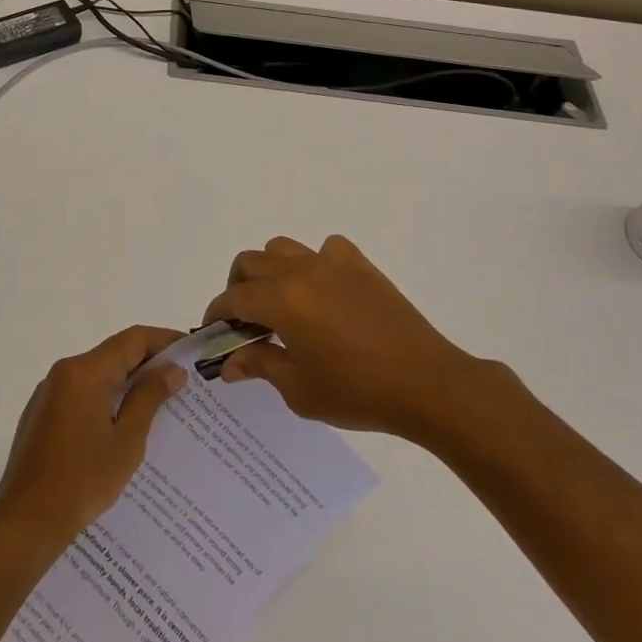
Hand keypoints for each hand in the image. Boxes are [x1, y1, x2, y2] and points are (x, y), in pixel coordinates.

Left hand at [0, 325, 186, 547]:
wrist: (26, 519)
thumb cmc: (82, 480)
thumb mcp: (126, 440)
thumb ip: (149, 398)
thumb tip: (172, 370)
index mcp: (85, 372)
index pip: (133, 339)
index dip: (164, 339)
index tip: (190, 350)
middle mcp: (64, 372)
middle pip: (114, 353)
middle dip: (148, 361)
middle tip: (182, 379)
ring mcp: (49, 392)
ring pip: (98, 373)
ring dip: (127, 381)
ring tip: (160, 401)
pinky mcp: (42, 412)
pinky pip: (82, 392)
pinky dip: (106, 396)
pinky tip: (123, 422)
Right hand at [206, 235, 502, 443]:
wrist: (427, 384)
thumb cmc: (358, 393)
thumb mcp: (299, 390)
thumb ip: (260, 366)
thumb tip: (230, 363)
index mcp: (282, 301)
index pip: (233, 298)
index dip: (216, 314)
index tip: (214, 332)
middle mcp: (302, 271)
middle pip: (250, 262)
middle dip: (237, 288)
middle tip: (244, 321)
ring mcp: (333, 263)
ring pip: (283, 248)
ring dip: (270, 271)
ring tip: (279, 303)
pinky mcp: (361, 266)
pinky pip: (325, 248)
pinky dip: (314, 262)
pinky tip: (322, 290)